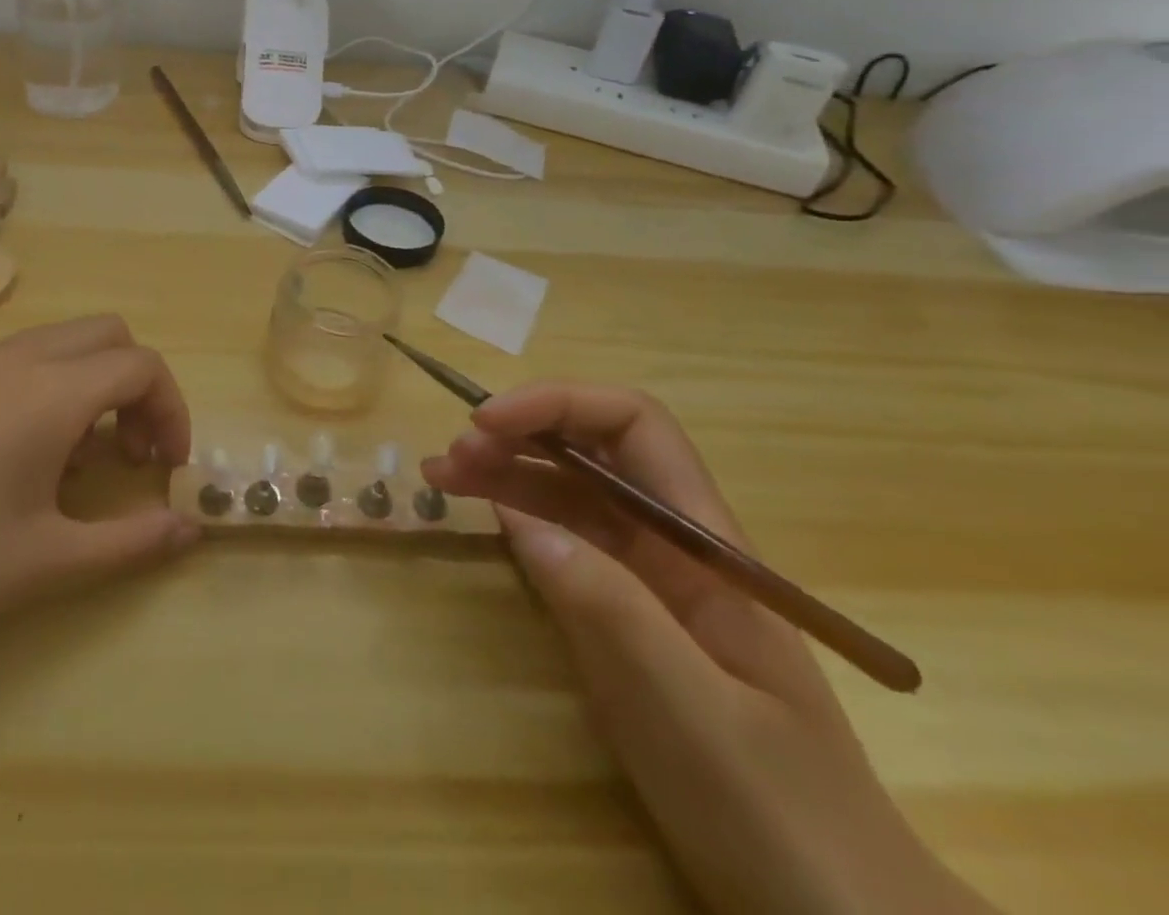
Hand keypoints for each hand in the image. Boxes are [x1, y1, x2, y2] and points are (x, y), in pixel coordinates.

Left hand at [0, 316, 198, 677]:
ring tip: (74, 459)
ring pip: (56, 342)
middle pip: (104, 335)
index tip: (167, 466)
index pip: (140, 366)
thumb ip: (134, 540)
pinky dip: (38, 383)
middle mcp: (11, 356)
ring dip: (87, 382)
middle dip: (136, 385)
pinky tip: (13, 447)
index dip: (171, 408)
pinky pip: (8, 357)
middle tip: (133, 453)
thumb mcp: (49, 562)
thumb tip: (192, 529)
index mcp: (48, 391)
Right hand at [422, 384, 994, 914]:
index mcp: (704, 543)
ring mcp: (647, 581)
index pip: (634, 426)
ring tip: (442, 475)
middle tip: (449, 458)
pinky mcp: (622, 617)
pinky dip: (515, 517)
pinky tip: (482, 516)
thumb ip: (608, 607)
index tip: (488, 422)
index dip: (558, 404)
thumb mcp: (688, 710)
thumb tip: (519, 519)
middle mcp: (673, 544)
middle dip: (518, 434)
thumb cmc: (775, 812)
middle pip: (592, 450)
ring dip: (506, 470)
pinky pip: (563, 542)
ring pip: (569, 492)